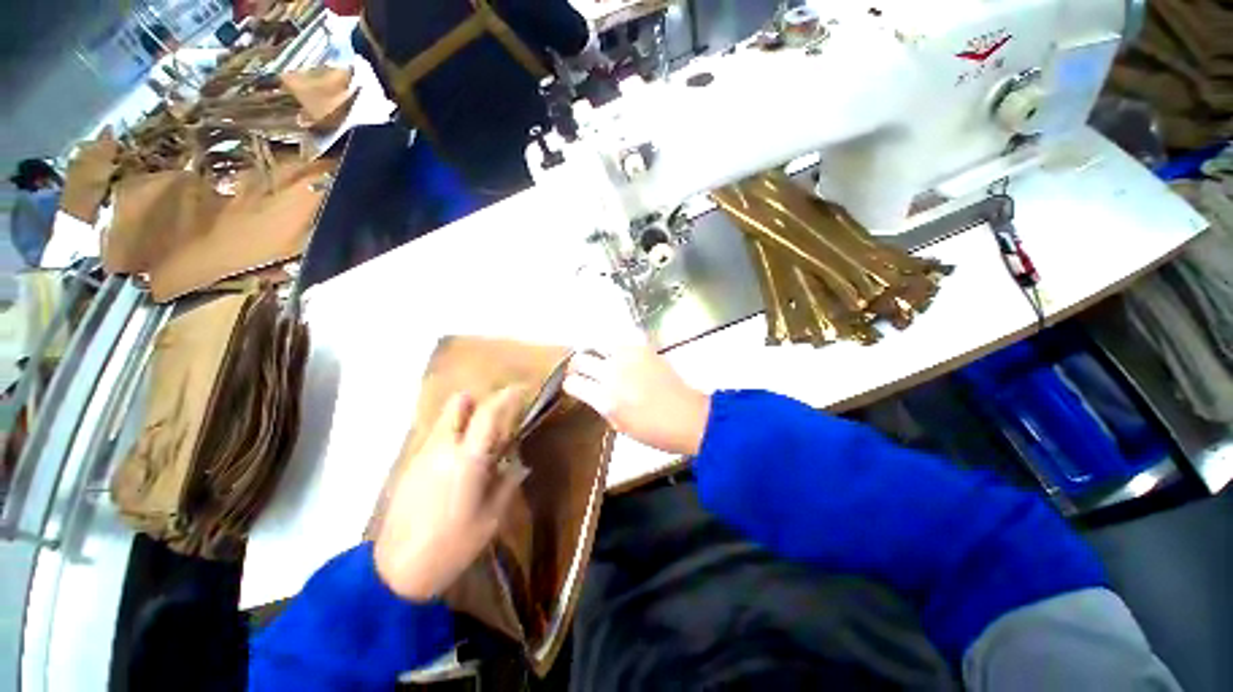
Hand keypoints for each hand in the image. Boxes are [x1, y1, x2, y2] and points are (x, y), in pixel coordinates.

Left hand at [374, 388, 528, 600]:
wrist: (395, 573)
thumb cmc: (452, 546)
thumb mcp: (491, 518)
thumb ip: (507, 483)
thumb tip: (517, 463)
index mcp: (467, 459)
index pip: (488, 413)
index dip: (507, 396)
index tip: (521, 390)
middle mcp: (442, 448)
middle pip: (458, 403)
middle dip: (479, 401)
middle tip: (495, 418)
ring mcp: (422, 455)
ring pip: (444, 419)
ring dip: (464, 419)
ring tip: (480, 443)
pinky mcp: (409, 467)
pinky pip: (435, 438)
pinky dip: (451, 437)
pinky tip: (458, 464)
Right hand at [564, 343, 710, 455]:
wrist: (688, 417)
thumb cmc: (654, 431)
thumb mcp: (620, 425)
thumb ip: (602, 405)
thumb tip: (593, 392)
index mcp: (605, 398)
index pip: (573, 383)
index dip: (571, 385)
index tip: (574, 386)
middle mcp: (613, 373)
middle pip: (580, 360)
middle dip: (576, 366)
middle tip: (582, 371)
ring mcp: (628, 358)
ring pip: (598, 344)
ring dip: (595, 353)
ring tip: (600, 360)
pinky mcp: (643, 348)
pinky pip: (621, 340)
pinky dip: (615, 347)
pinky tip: (620, 356)